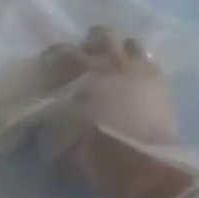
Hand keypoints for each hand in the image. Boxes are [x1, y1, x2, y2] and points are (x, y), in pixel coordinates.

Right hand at [38, 27, 190, 197]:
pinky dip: (141, 69)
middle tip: (86, 60)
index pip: (61, 52)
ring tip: (115, 68)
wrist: (138, 162)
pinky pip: (151, 64)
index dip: (52, 57)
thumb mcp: (54, 140)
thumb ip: (44, 125)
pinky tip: (137, 82)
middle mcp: (111, 61)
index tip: (47, 67)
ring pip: (131, 44)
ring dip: (120, 52)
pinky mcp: (163, 84)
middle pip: (101, 35)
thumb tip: (35, 122)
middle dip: (92, 44)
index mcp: (80, 70)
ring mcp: (141, 69)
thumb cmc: (90, 149)